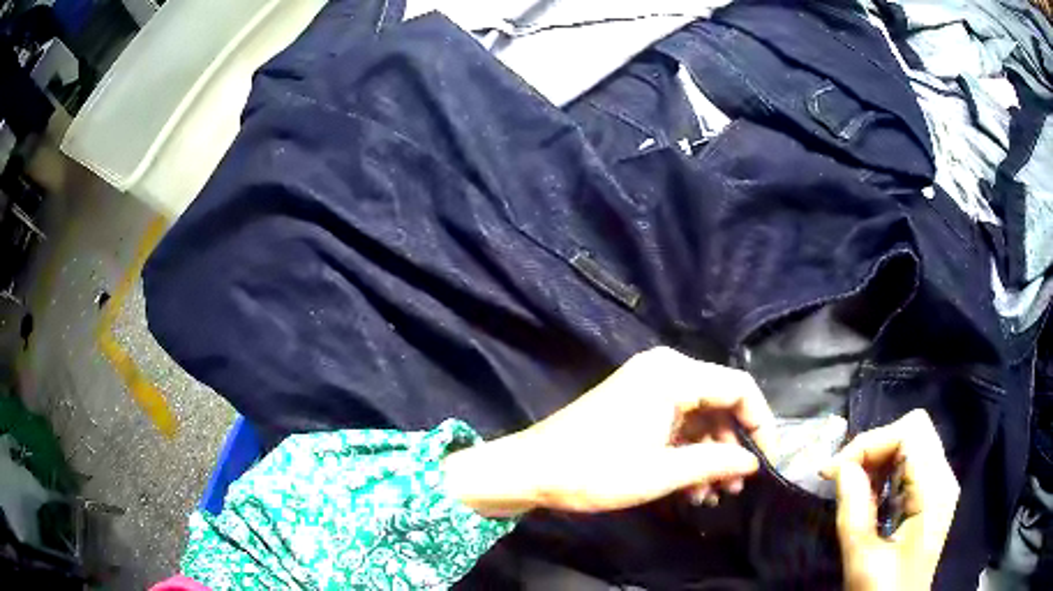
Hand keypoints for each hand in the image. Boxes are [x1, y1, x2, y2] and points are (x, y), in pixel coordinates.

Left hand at [443, 347, 775, 516]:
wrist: (532, 469)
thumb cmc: (595, 470)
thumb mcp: (661, 473)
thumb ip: (715, 463)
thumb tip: (753, 461)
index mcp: (673, 375)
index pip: (738, 387)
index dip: (760, 422)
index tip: (766, 459)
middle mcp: (664, 371)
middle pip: (720, 402)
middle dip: (731, 446)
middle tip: (736, 486)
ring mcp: (648, 386)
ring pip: (699, 417)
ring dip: (709, 456)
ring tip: (712, 495)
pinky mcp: (636, 404)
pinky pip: (677, 423)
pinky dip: (688, 453)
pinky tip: (691, 488)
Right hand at [821, 410, 959, 590]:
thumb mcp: (863, 562)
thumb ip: (855, 514)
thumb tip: (842, 468)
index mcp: (934, 491)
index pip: (910, 432)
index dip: (871, 442)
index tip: (835, 472)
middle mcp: (943, 478)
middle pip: (912, 430)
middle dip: (873, 447)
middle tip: (841, 477)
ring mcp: (940, 485)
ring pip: (911, 442)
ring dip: (877, 458)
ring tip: (851, 487)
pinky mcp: (932, 495)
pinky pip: (910, 463)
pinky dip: (885, 470)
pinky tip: (868, 495)